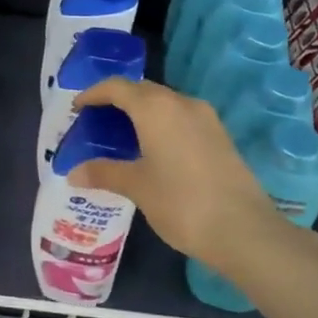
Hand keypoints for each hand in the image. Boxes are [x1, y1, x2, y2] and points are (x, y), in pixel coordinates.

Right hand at [69, 78, 283, 275]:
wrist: (244, 230)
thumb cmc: (181, 202)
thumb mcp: (136, 187)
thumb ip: (104, 173)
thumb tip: (73, 173)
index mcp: (155, 107)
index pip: (117, 86)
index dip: (93, 93)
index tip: (76, 108)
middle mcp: (181, 102)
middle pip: (141, 90)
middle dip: (116, 101)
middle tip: (96, 122)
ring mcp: (205, 118)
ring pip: (164, 103)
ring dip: (140, 113)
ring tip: (121, 137)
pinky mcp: (219, 136)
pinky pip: (181, 118)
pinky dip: (161, 125)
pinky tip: (153, 150)